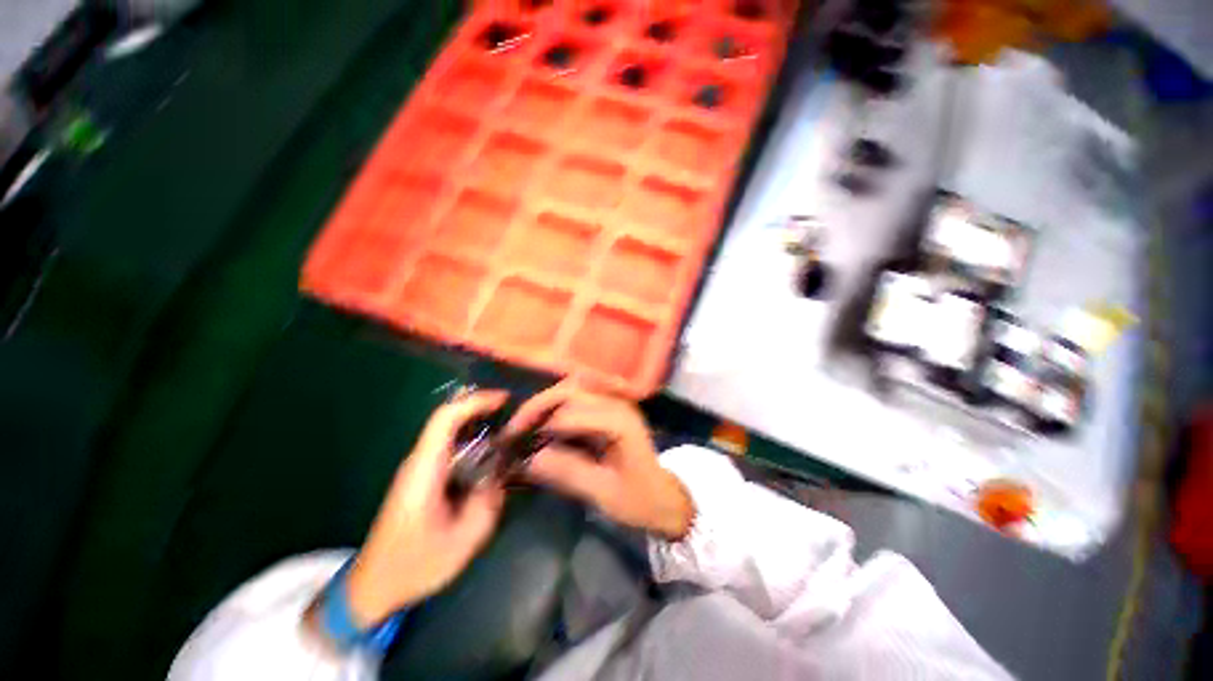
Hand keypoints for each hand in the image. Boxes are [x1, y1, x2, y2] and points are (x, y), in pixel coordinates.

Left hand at [344, 390, 508, 625]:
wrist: (374, 586)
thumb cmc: (415, 565)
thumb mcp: (464, 539)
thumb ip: (490, 501)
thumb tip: (504, 474)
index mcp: (424, 469)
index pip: (445, 418)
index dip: (475, 401)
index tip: (505, 399)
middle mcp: (419, 461)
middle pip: (449, 418)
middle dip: (483, 408)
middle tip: (514, 413)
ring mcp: (419, 468)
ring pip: (451, 431)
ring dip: (480, 425)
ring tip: (510, 432)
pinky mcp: (423, 477)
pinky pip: (451, 447)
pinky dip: (473, 442)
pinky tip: (492, 455)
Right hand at [507, 381, 693, 540]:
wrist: (664, 495)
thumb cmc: (639, 498)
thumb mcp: (604, 493)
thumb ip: (569, 472)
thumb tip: (529, 458)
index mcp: (619, 422)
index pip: (571, 413)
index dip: (540, 424)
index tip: (514, 442)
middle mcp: (617, 403)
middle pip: (571, 389)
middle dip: (539, 405)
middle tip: (515, 427)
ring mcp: (615, 401)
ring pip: (574, 387)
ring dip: (547, 400)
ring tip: (525, 422)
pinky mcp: (610, 407)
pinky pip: (579, 394)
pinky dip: (558, 403)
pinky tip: (544, 418)